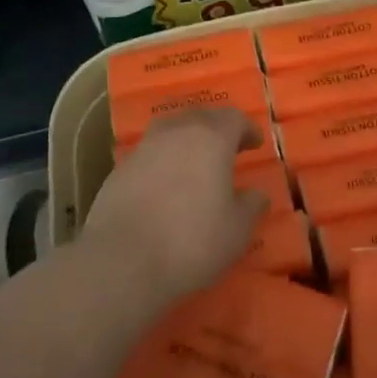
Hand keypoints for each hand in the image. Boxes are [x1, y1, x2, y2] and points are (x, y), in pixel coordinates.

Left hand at [80, 110, 268, 305]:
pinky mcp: (119, 168)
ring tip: (194, 163)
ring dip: (186, 140)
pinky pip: (149, 154)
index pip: (234, 118)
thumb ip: (251, 206)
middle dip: (216, 129)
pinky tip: (165, 185)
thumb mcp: (236, 231)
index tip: (255, 143)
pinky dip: (162, 161)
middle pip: (200, 117)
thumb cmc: (191, 241)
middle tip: (227, 149)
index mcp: (211, 138)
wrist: (122, 260)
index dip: (247, 128)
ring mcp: (144, 147)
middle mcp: (176, 132)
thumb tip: (257, 194)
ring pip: (171, 130)